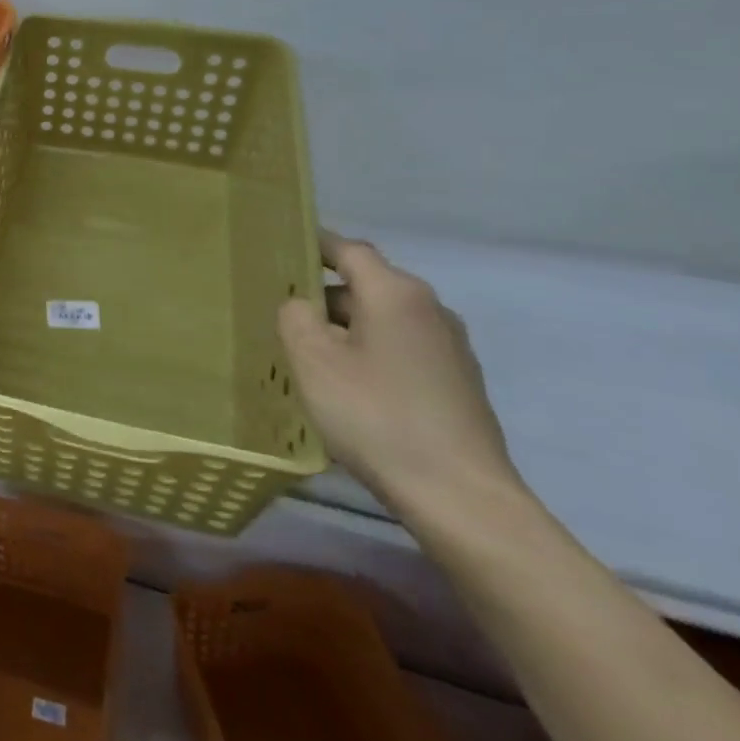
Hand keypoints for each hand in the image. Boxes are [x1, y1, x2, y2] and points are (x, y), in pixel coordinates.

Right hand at [277, 231, 520, 521]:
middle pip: (367, 284)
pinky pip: (402, 349)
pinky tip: (350, 387)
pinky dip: (371, 353)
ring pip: (384, 319)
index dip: (313, 244)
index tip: (280, 248)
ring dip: (347, 328)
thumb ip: (296, 316)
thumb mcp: (312, 359)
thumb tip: (303, 306)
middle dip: (324, 294)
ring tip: (310, 354)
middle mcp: (430, 309)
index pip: (348, 250)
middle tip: (281, 313)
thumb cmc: (375, 415)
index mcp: (396, 293)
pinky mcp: (459, 383)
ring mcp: (451, 348)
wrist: (459, 496)